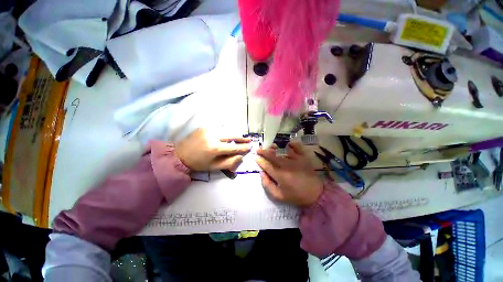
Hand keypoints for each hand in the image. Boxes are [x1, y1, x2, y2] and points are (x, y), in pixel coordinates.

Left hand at [175, 128, 251, 170]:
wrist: (179, 155)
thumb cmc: (197, 163)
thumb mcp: (214, 167)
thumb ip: (229, 162)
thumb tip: (241, 157)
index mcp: (215, 148)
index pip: (234, 147)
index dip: (243, 148)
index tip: (250, 147)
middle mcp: (213, 136)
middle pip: (232, 135)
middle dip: (242, 138)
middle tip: (250, 139)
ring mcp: (208, 130)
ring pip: (227, 131)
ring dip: (235, 134)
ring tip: (242, 137)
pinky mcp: (205, 127)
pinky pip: (219, 129)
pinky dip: (226, 132)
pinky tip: (230, 136)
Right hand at [256, 142, 322, 205]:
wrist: (315, 194)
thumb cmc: (296, 196)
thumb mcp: (278, 196)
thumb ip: (267, 185)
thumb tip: (261, 173)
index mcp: (280, 175)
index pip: (266, 165)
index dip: (260, 161)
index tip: (256, 157)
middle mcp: (286, 165)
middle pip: (272, 156)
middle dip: (263, 152)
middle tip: (258, 149)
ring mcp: (296, 160)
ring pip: (282, 151)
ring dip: (274, 148)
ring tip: (270, 147)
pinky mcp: (303, 158)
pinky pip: (298, 147)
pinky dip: (293, 144)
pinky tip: (288, 144)